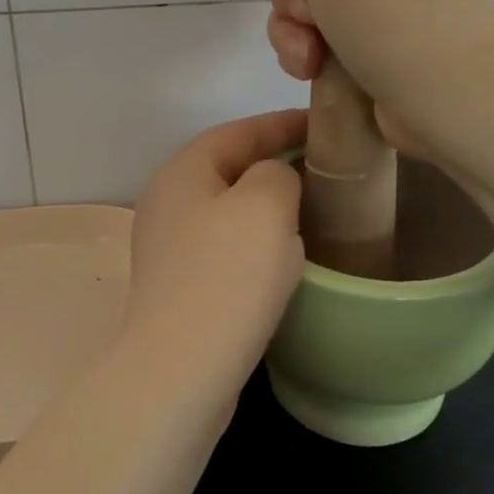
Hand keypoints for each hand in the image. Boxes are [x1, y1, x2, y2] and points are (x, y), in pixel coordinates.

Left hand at [122, 109, 307, 398]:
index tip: (326, 125)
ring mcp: (169, 248)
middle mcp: (167, 203)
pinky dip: (256, 244)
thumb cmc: (226, 276)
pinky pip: (225, 249)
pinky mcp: (180, 287)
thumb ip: (277, 172)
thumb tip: (273, 181)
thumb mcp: (265, 204)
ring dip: (267, 208)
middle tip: (325, 168)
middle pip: (229, 169)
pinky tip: (285, 259)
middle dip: (276, 164)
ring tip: (314, 210)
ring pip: (228, 212)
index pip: (237, 131)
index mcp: (181, 172)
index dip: (282, 124)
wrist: (182, 369)